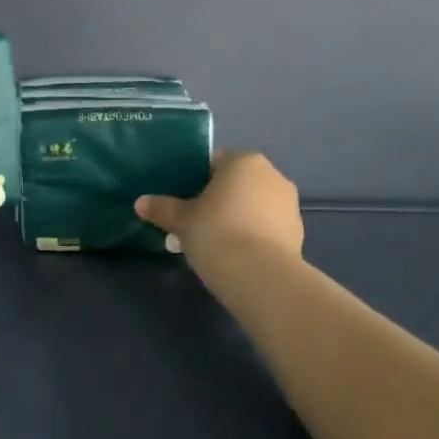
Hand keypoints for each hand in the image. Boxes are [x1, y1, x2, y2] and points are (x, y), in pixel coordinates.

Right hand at [136, 151, 303, 266]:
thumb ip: (162, 208)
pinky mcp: (298, 233)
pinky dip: (253, 235)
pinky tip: (237, 255)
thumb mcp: (181, 221)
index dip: (195, 180)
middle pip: (236, 182)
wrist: (261, 277)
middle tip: (196, 222)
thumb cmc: (217, 233)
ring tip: (216, 242)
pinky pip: (267, 227)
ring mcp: (289, 204)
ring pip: (254, 205)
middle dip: (218, 199)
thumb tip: (140, 203)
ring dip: (238, 217)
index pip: (214, 162)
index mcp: (243, 161)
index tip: (183, 200)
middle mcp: (272, 175)